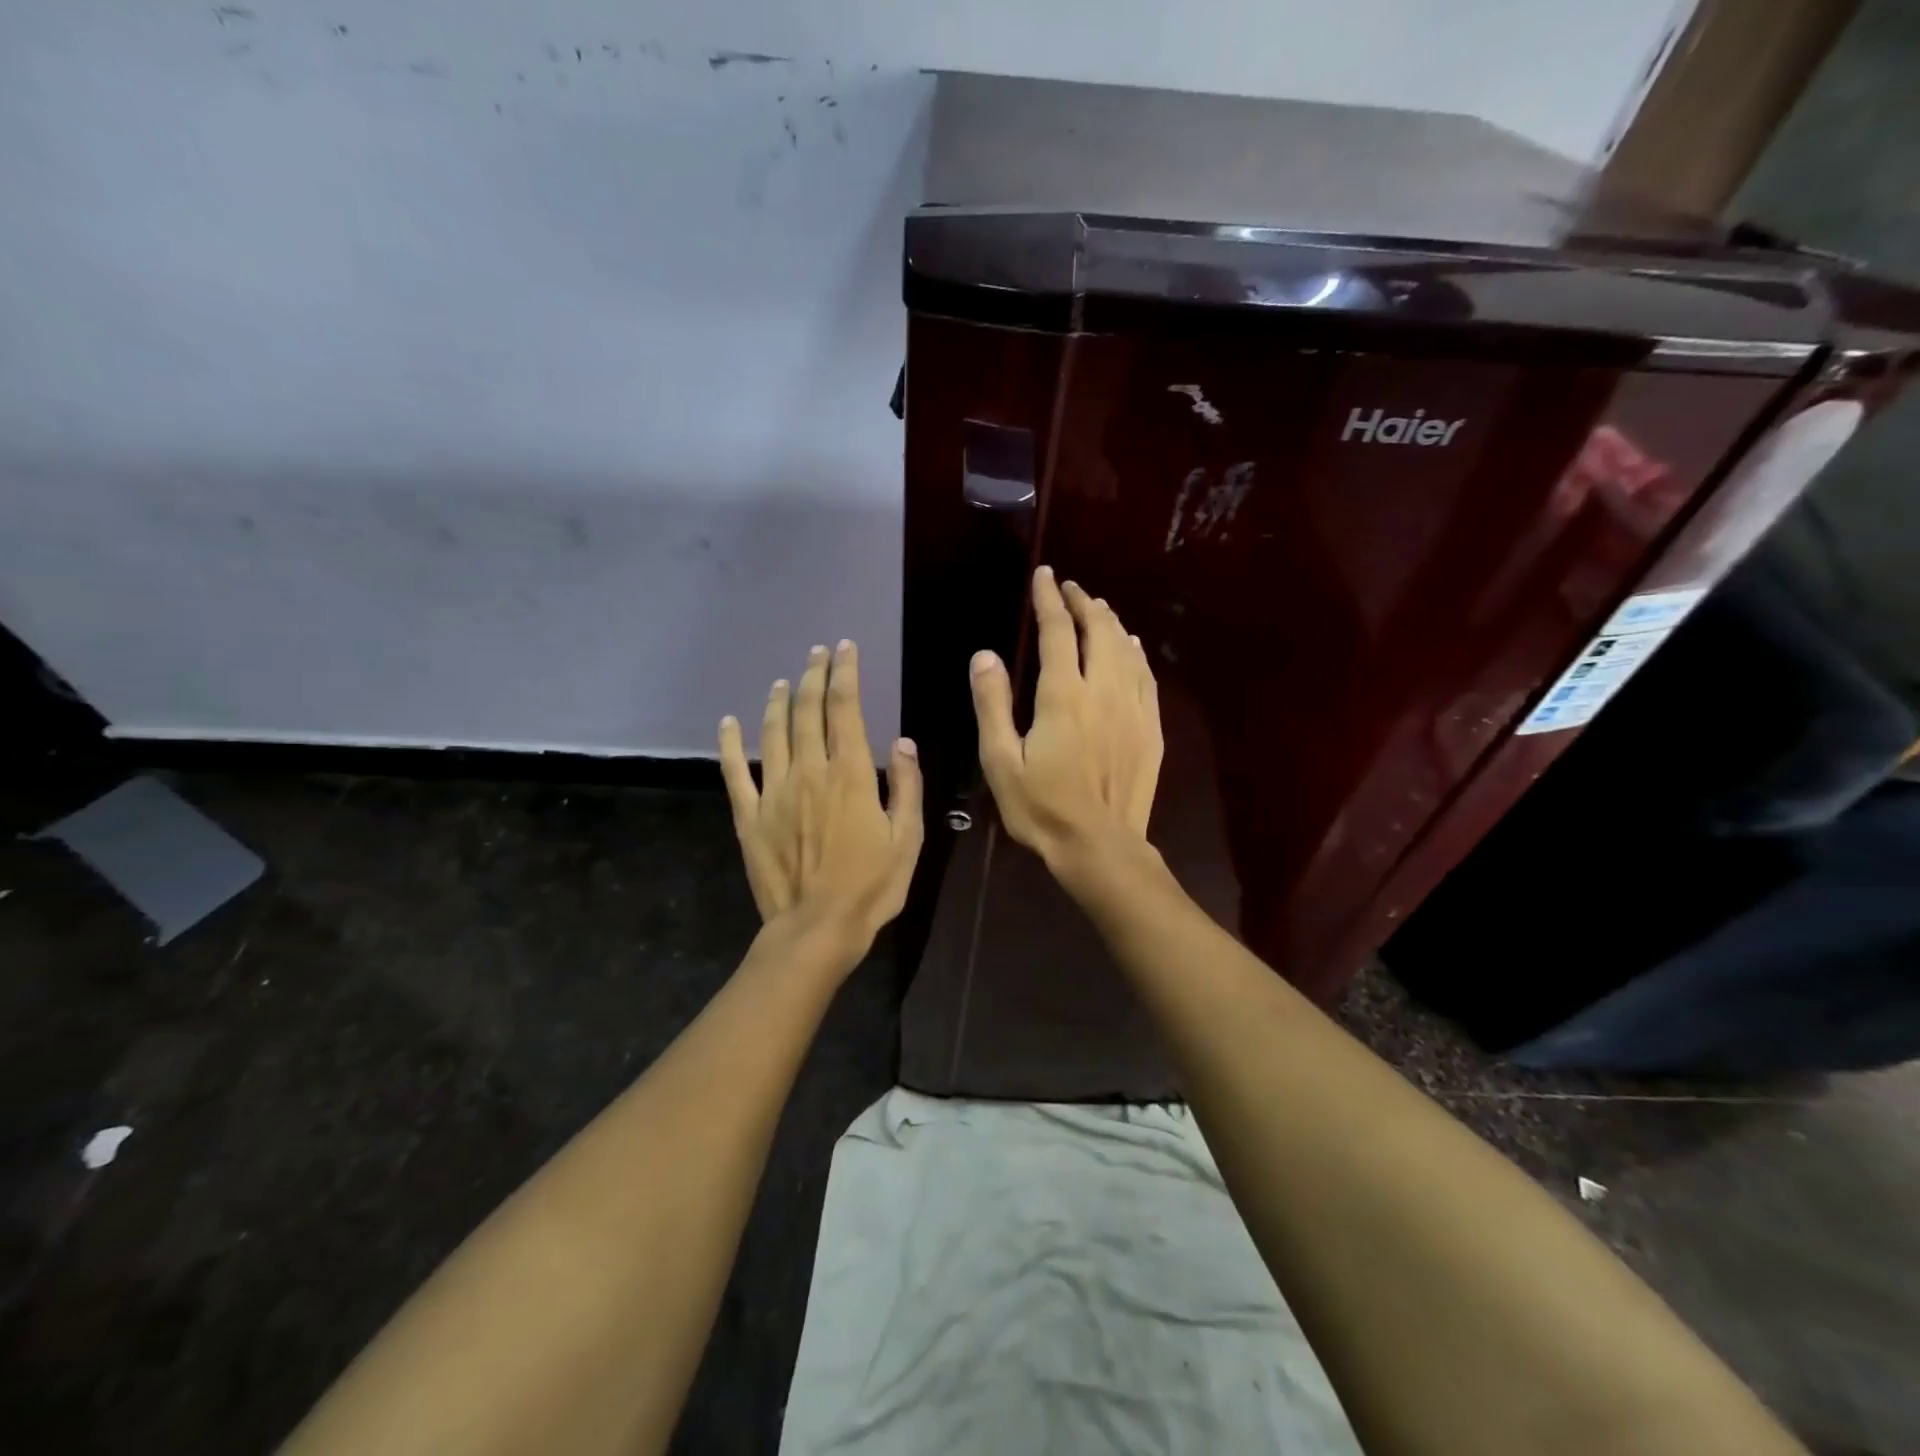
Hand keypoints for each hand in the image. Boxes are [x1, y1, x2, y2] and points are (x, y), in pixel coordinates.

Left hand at [719, 640, 923, 966]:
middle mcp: (810, 772)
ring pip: (774, 732)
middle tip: (817, 653)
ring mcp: (774, 792)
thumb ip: (907, 787)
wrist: (816, 929)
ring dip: (779, 701)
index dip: (844, 673)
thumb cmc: (871, 886)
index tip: (845, 649)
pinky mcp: (750, 816)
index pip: (845, 708)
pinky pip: (735, 772)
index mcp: (851, 775)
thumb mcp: (908, 839)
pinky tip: (728, 723)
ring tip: (784, 680)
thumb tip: (903, 742)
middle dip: (813, 675)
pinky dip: (731, 744)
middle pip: (807, 710)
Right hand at [970, 566, 1161, 870]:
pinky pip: (1146, 677)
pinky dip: (1136, 653)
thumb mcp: (1001, 761)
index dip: (1049, 599)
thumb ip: (992, 704)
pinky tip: (1131, 646)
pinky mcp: (1151, 728)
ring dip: (1111, 622)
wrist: (1100, 846)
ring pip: (1126, 649)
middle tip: (1070, 588)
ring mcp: (1133, 709)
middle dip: (1084, 603)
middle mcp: (1103, 691)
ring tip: (1098, 608)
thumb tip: (986, 655)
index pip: (1058, 631)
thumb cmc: (1042, 807)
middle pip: (1099, 630)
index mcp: (1063, 696)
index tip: (1044, 576)